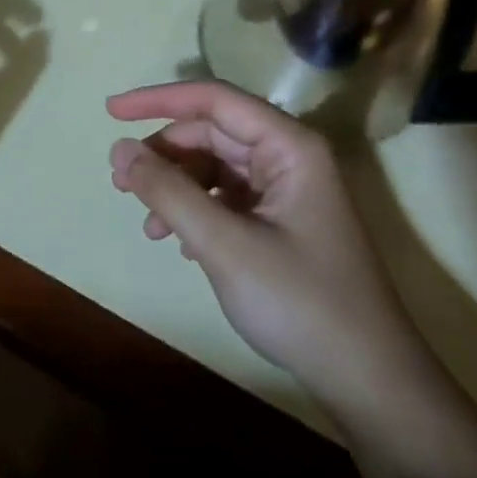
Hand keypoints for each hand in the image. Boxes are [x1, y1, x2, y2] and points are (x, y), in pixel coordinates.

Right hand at [106, 81, 423, 388]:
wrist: (366, 378)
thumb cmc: (299, 302)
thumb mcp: (223, 244)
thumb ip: (168, 191)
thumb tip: (118, 148)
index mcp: (288, 146)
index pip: (213, 99)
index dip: (158, 99)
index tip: (110, 112)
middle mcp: (289, 157)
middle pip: (212, 132)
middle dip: (164, 154)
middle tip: (120, 183)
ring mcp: (286, 190)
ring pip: (215, 166)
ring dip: (176, 187)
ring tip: (148, 224)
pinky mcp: (282, 221)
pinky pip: (227, 197)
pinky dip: (196, 210)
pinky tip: (179, 243)